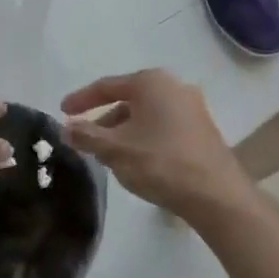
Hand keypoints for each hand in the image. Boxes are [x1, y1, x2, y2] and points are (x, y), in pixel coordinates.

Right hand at [61, 70, 254, 223]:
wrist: (216, 195)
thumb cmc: (160, 163)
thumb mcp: (115, 150)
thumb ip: (86, 136)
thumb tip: (65, 129)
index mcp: (151, 82)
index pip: (106, 86)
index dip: (81, 100)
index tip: (62, 112)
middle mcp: (173, 86)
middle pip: (128, 99)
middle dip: (104, 119)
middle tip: (86, 138)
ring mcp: (192, 107)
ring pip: (146, 115)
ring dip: (124, 131)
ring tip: (109, 155)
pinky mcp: (202, 129)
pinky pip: (163, 126)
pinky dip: (144, 137)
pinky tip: (136, 160)